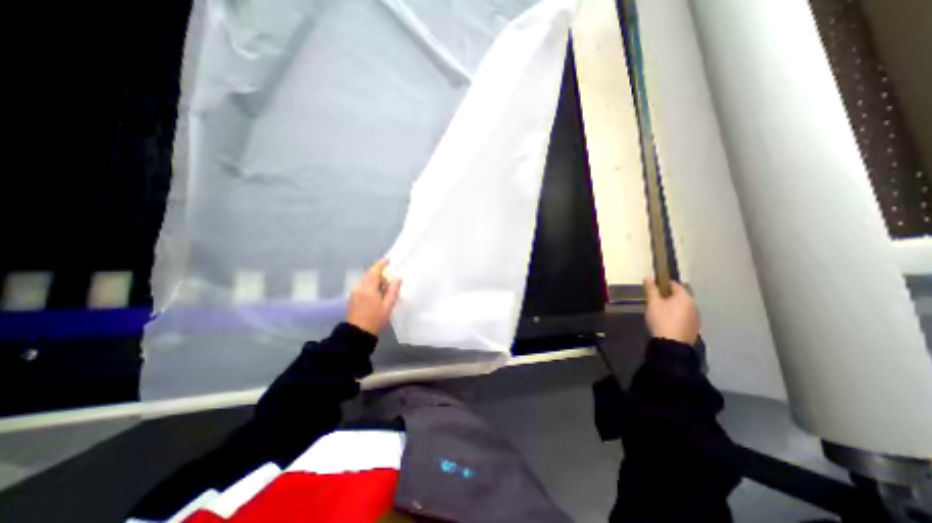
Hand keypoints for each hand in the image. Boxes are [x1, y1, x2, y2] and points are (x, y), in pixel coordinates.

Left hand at [346, 260, 395, 335]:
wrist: (358, 333)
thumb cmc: (375, 319)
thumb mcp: (388, 306)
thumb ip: (393, 290)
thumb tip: (398, 278)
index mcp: (368, 288)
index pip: (374, 271)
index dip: (381, 264)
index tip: (388, 259)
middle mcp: (359, 287)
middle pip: (369, 274)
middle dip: (379, 273)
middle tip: (390, 276)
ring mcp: (354, 292)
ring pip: (366, 280)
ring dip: (375, 279)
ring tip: (385, 286)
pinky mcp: (352, 297)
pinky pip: (363, 285)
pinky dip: (371, 285)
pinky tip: (377, 292)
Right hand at [645, 278, 703, 346]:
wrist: (672, 345)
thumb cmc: (662, 320)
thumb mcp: (653, 303)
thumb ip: (651, 289)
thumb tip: (649, 277)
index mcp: (684, 297)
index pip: (674, 284)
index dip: (663, 283)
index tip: (653, 286)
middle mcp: (693, 305)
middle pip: (679, 296)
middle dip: (667, 295)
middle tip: (654, 299)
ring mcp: (695, 317)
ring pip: (682, 306)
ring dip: (672, 306)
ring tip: (659, 311)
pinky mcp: (694, 327)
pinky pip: (684, 316)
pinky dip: (676, 315)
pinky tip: (667, 320)